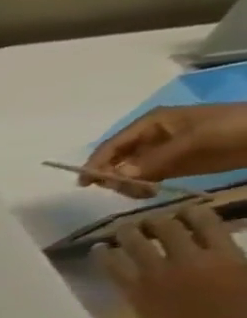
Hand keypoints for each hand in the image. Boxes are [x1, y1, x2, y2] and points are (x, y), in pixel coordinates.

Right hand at [82, 103, 246, 197]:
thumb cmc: (233, 128)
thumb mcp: (194, 141)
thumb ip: (154, 160)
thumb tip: (116, 177)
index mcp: (150, 124)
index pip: (111, 146)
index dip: (95, 163)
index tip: (85, 184)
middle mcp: (149, 138)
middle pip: (116, 160)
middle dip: (114, 176)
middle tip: (126, 189)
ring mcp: (161, 152)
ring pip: (128, 171)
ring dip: (129, 183)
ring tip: (144, 193)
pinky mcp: (173, 164)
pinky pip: (146, 177)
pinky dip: (142, 186)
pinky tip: (151, 192)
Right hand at [99, 205, 246, 317]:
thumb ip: (144, 301)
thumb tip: (138, 287)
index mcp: (136, 292)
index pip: (110, 263)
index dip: (104, 252)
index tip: (101, 246)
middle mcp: (157, 273)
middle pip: (138, 240)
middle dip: (135, 229)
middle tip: (137, 224)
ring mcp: (193, 263)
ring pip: (171, 228)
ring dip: (165, 219)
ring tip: (167, 214)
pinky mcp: (229, 258)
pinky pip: (211, 229)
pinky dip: (201, 218)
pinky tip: (196, 212)